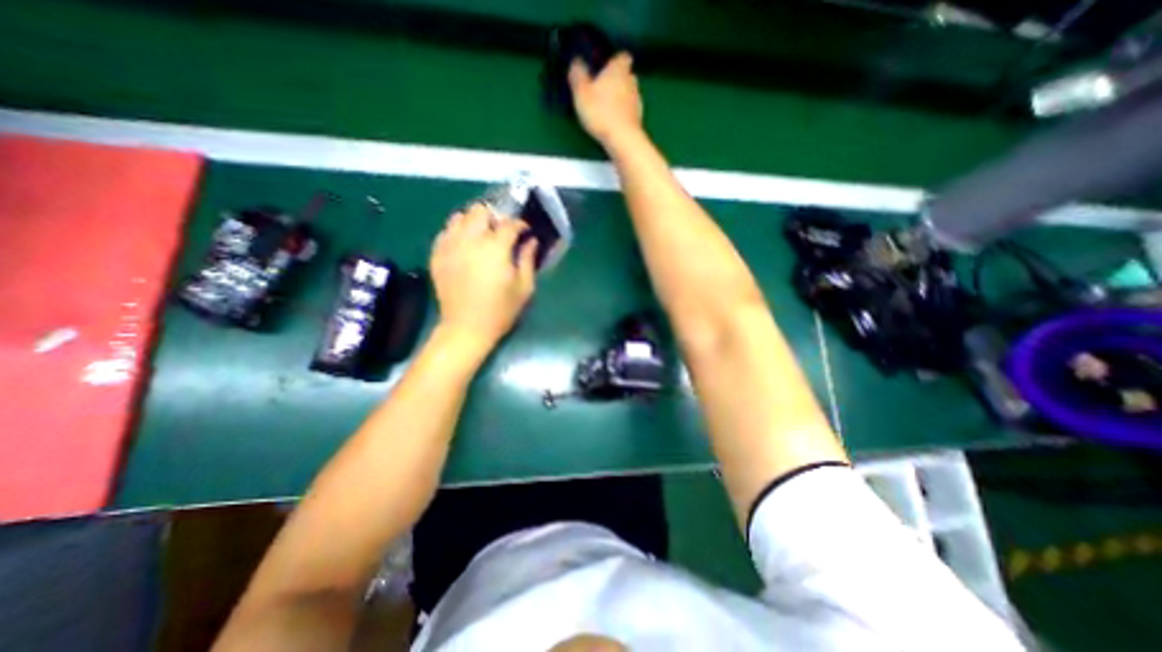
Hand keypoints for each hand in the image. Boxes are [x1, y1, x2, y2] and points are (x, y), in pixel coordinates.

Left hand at [427, 203, 536, 353]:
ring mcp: (450, 246)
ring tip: (481, 238)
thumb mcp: (524, 288)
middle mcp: (470, 241)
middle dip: (494, 218)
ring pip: (459, 217)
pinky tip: (465, 247)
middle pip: (480, 211)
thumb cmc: (500, 311)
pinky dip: (457, 233)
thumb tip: (531, 241)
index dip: (520, 225)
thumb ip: (528, 259)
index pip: (509, 223)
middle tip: (501, 234)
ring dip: (473, 223)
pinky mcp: (437, 256)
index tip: (525, 232)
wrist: (466, 329)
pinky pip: (445, 232)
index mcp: (495, 248)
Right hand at [570, 50, 643, 144]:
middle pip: (626, 75)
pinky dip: (622, 114)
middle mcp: (632, 80)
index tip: (605, 68)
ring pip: (629, 94)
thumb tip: (577, 61)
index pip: (622, 56)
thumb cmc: (600, 112)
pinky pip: (630, 111)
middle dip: (616, 81)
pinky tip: (612, 123)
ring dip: (619, 99)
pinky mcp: (638, 118)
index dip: (614, 61)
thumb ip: (578, 74)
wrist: (622, 139)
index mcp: (618, 69)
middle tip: (602, 91)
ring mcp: (638, 100)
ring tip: (606, 109)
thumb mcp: (581, 92)